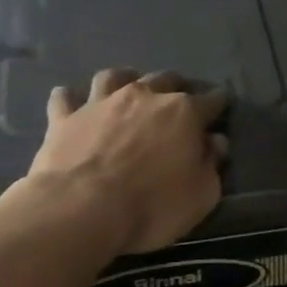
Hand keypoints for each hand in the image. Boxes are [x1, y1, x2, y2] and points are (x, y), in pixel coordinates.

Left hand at [13, 69, 227, 253]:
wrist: (81, 210)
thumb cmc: (152, 206)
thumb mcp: (201, 196)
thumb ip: (211, 165)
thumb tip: (214, 142)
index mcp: (183, 113)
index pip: (211, 101)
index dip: (218, 105)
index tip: (221, 110)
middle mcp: (144, 97)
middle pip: (165, 79)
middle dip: (175, 87)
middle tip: (177, 102)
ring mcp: (101, 103)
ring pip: (114, 77)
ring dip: (124, 81)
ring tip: (127, 92)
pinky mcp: (64, 118)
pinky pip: (65, 98)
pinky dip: (71, 99)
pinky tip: (72, 104)